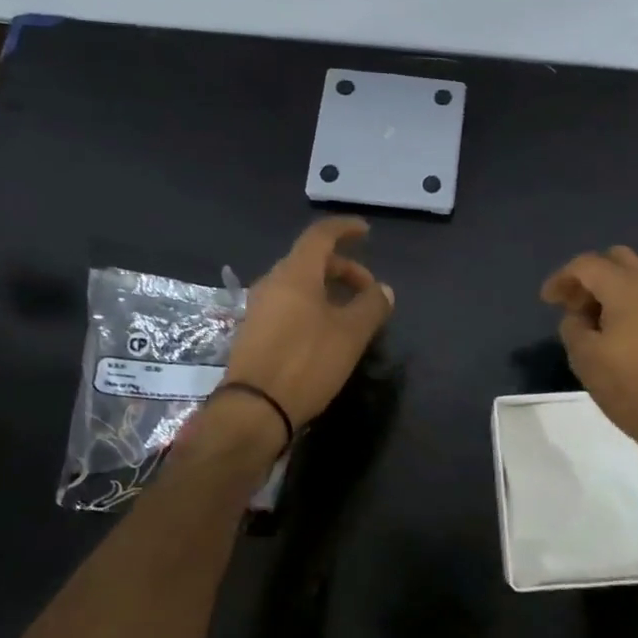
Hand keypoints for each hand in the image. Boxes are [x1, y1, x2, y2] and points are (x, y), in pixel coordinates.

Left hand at [223, 218, 394, 433]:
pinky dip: (312, 305)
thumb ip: (371, 305)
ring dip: (328, 289)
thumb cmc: (306, 362)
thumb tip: (384, 290)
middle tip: (368, 290)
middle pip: (310, 260)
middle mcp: (273, 282)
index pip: (320, 235)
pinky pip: (288, 304)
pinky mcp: (254, 331)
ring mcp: (259, 307)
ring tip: (351, 314)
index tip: (365, 232)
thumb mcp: (350, 334)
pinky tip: (326, 332)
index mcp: (295, 273)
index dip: (344, 228)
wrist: (254, 409)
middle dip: (343, 268)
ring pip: (299, 284)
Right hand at [541, 246, 637, 479]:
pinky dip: (627, 301)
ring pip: (635, 276)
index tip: (547, 301)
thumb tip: (579, 317)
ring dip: (609, 288)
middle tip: (572, 305)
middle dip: (589, 276)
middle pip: (615, 259)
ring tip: (592, 321)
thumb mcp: (585, 358)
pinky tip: (617, 332)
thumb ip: (573, 326)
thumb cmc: (632, 389)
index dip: (561, 278)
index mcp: (627, 289)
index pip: (587, 264)